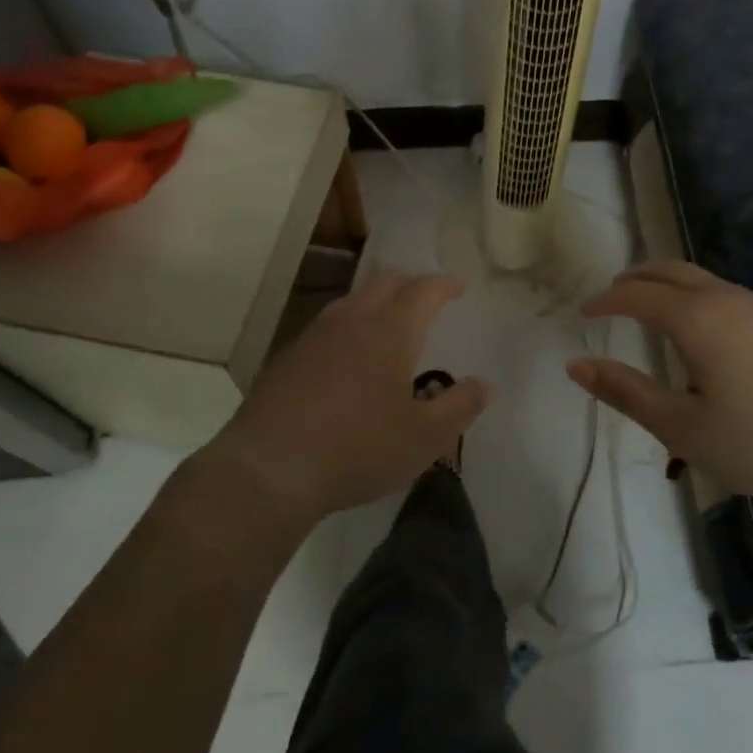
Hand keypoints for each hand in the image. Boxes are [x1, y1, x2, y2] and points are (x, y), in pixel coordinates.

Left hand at [209, 270, 489, 523]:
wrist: (269, 468)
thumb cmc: (357, 448)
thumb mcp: (424, 438)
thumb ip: (459, 407)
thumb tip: (484, 384)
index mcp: (389, 331)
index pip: (423, 291)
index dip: (444, 285)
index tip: (458, 286)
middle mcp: (352, 320)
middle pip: (385, 283)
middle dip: (411, 283)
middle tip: (426, 296)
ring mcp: (315, 336)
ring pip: (353, 300)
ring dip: (376, 300)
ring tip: (388, 319)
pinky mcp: (288, 357)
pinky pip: (328, 325)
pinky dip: (349, 325)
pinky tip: (346, 354)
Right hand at [569, 260, 752, 516]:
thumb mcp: (684, 429)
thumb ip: (627, 393)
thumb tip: (576, 366)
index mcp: (697, 318)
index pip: (636, 295)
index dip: (605, 300)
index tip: (582, 313)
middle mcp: (726, 298)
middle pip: (668, 271)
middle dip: (634, 280)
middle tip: (610, 299)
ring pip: (699, 279)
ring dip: (665, 286)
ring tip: (647, 312)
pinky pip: (722, 294)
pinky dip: (693, 297)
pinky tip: (699, 334)